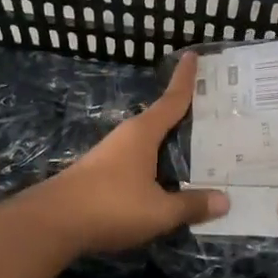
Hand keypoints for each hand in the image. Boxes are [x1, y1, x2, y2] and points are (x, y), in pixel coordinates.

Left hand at [34, 52, 227, 253]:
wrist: (51, 223)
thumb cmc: (110, 206)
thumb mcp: (159, 211)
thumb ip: (191, 205)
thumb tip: (226, 201)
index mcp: (143, 133)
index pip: (171, 100)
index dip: (185, 79)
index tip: (192, 54)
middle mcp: (127, 137)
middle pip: (161, 119)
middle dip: (184, 114)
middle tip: (214, 111)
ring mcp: (110, 155)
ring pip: (148, 142)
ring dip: (169, 143)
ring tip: (197, 148)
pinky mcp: (100, 174)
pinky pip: (138, 161)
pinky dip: (156, 164)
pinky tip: (166, 180)